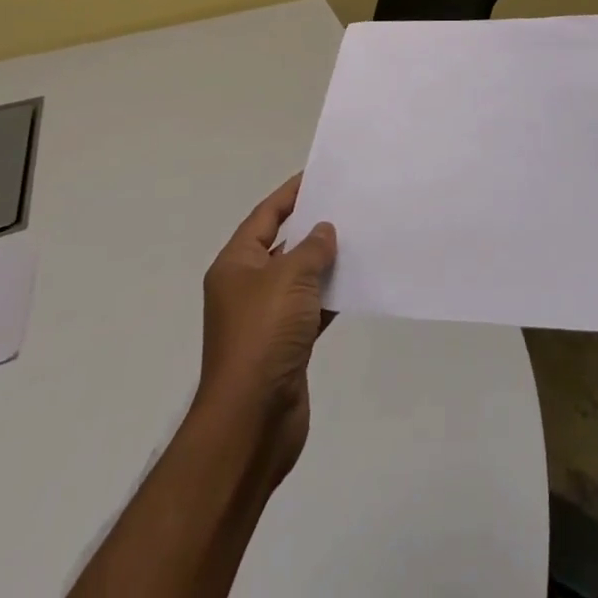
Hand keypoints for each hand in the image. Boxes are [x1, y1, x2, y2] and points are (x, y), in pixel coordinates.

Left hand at [197, 173, 337, 487]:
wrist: (251, 421)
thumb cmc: (263, 336)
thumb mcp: (290, 278)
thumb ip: (312, 248)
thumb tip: (324, 231)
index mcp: (236, 266)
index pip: (265, 217)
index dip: (290, 194)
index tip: (319, 176)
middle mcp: (247, 288)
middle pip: (282, 246)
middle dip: (313, 227)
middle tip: (348, 205)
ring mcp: (266, 319)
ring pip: (300, 278)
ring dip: (325, 263)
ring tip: (360, 239)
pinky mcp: (285, 346)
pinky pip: (311, 308)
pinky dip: (331, 296)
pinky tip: (358, 284)